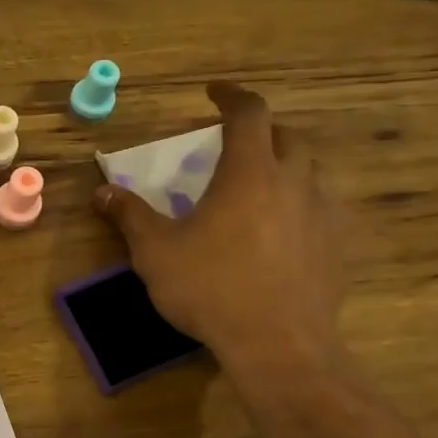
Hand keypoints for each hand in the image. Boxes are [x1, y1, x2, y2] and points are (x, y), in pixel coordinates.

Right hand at [93, 82, 344, 379]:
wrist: (277, 344)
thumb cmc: (210, 288)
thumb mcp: (156, 251)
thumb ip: (130, 216)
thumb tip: (102, 192)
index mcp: (249, 172)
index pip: (249, 113)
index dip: (231, 96)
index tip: (214, 93)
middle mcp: (293, 182)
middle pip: (287, 137)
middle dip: (261, 131)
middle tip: (235, 145)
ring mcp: (321, 215)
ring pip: (310, 172)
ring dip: (284, 167)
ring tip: (258, 187)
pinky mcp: (335, 248)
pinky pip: (320, 210)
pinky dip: (299, 206)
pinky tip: (281, 233)